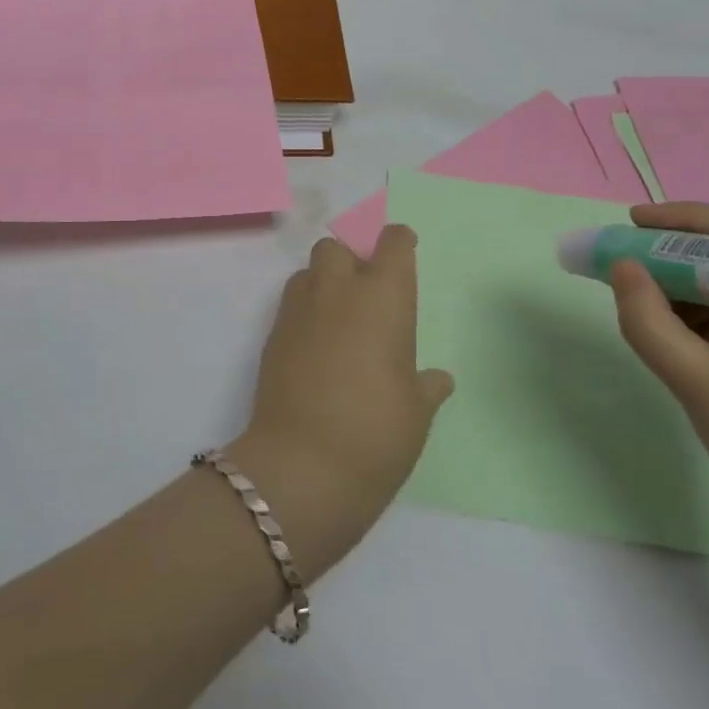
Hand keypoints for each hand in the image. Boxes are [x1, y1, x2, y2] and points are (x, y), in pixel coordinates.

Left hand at [232, 227, 453, 575]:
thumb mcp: (416, 412)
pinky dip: (304, 313)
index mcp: (383, 298)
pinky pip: (290, 305)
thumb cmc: (376, 433)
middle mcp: (338, 291)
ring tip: (338, 319)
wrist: (302, 465)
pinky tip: (315, 347)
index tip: (403, 250)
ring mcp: (299, 311)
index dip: (398, 243)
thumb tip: (437, 379)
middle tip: (366, 293)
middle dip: (351, 259)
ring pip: (307, 272)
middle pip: (337, 247)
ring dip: (323, 282)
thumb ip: (426, 386)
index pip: (392, 244)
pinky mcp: (271, 335)